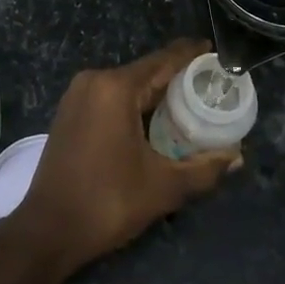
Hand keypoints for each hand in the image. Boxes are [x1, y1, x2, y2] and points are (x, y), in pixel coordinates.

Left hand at [11, 40, 239, 273]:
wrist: (48, 230)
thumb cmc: (107, 202)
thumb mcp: (163, 187)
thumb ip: (204, 168)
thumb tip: (237, 156)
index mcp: (116, 88)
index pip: (164, 60)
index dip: (192, 55)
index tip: (217, 53)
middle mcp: (94, 80)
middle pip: (146, 72)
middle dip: (178, 79)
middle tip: (212, 90)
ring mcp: (78, 95)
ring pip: (128, 85)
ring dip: (156, 94)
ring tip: (190, 106)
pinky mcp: (70, 111)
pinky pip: (110, 97)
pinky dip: (134, 104)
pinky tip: (155, 122)